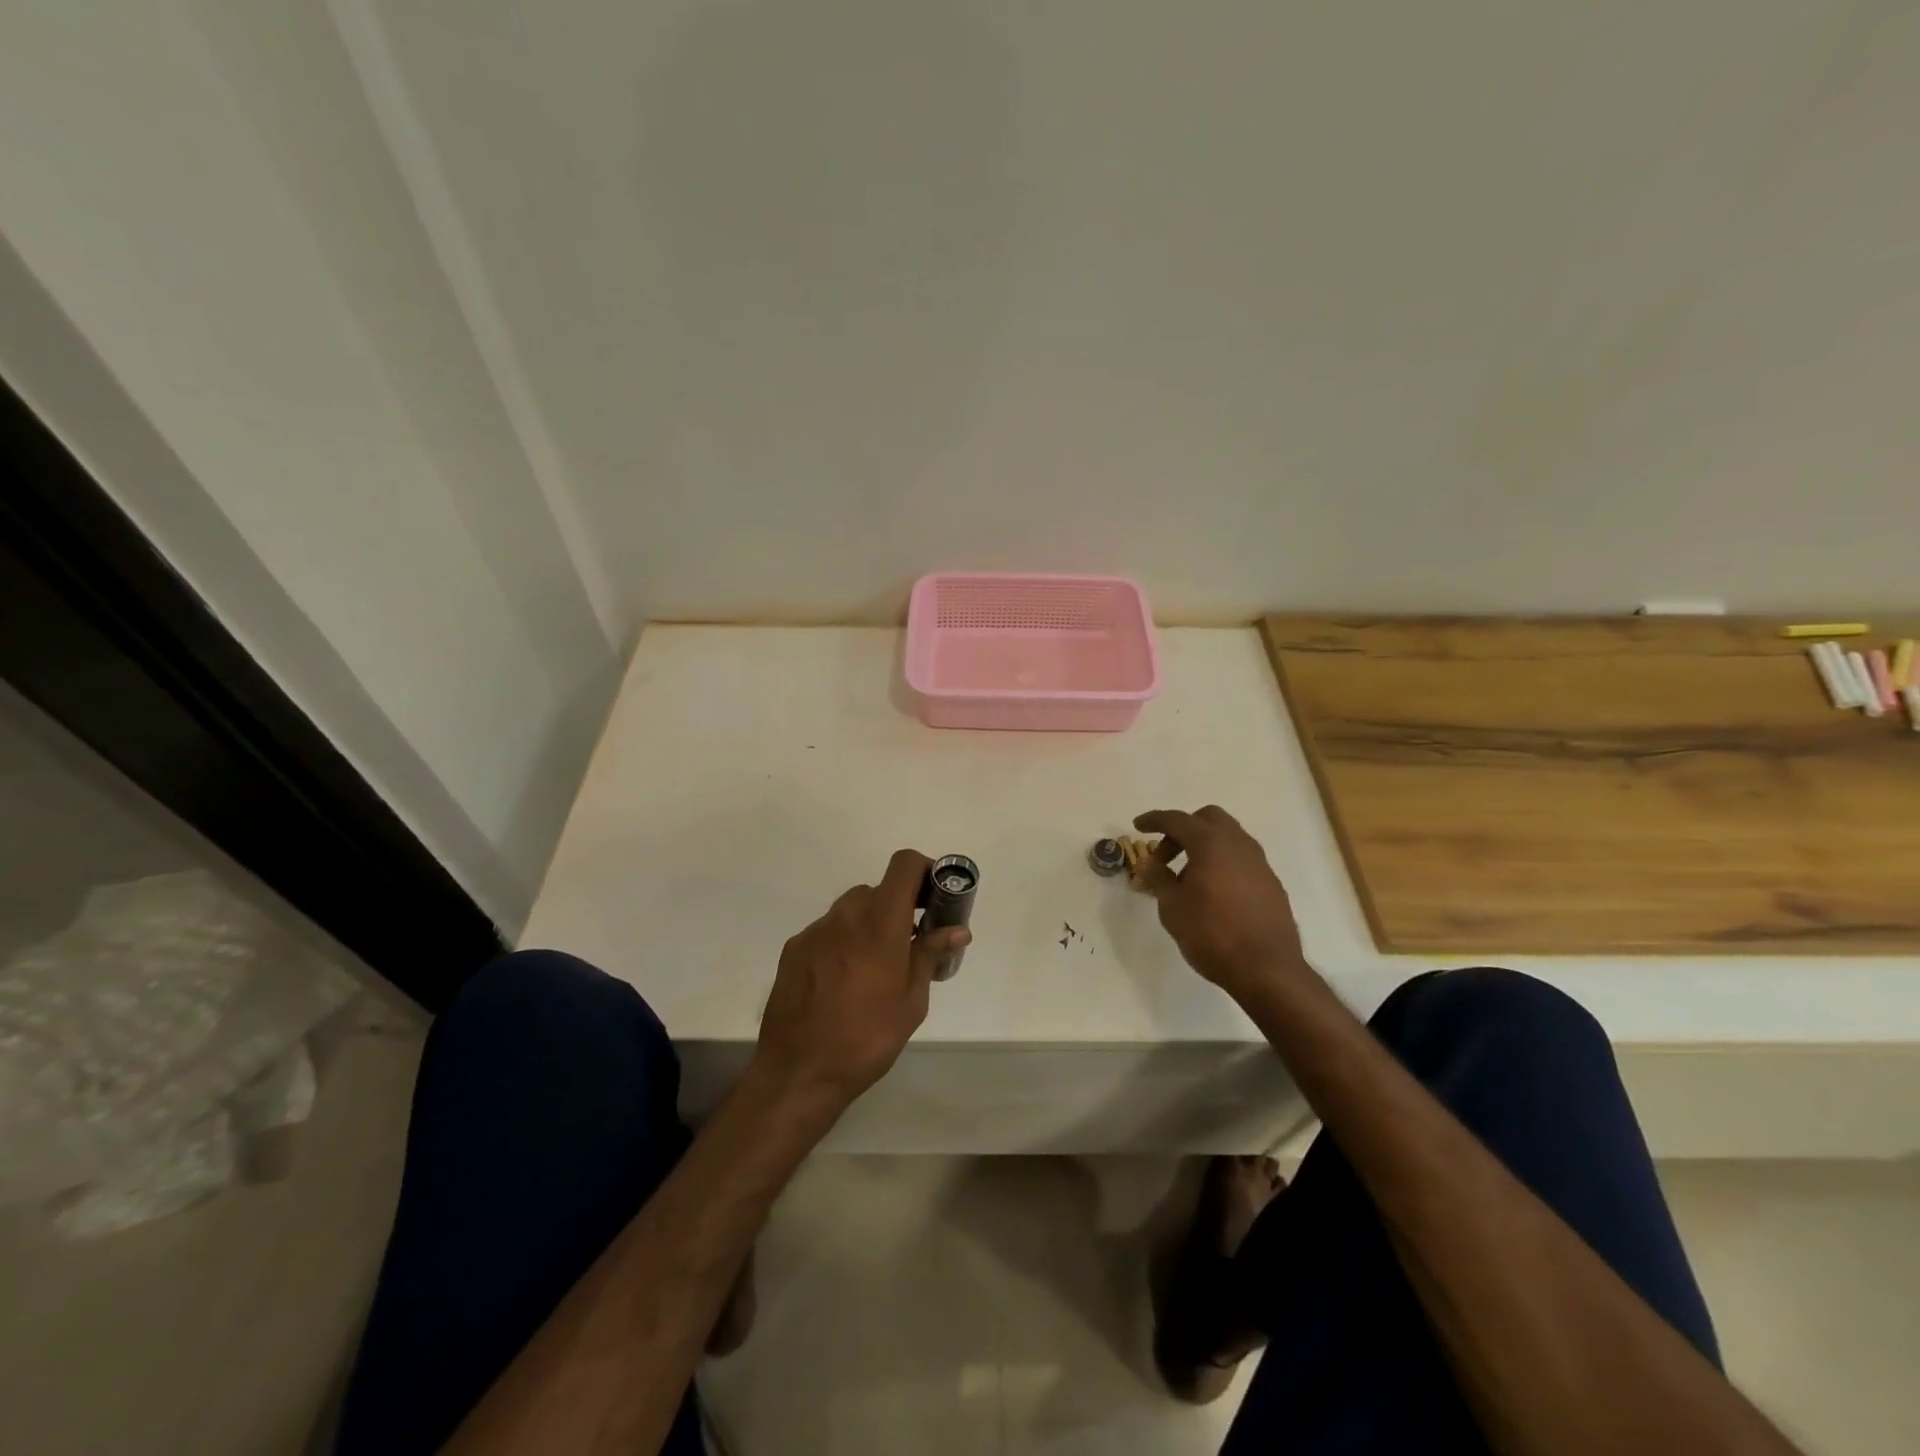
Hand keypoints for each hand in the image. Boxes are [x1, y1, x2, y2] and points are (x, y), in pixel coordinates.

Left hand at [753, 849, 968, 1111]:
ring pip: (850, 909)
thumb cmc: (867, 1038)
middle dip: (898, 906)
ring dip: (870, 923)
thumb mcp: (912, 1001)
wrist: (799, 1072)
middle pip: (878, 889)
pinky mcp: (793, 949)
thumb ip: (930, 955)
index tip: (935, 895)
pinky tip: (844, 981)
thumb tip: (956, 930)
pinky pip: (827, 931)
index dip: (924, 869)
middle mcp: (845, 916)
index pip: (904, 864)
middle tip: (911, 941)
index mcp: (879, 922)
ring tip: (876, 966)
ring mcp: (814, 931)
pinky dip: (843, 941)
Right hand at [1133, 806, 1307, 1002]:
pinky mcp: (1270, 883)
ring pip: (1228, 838)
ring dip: (1203, 847)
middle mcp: (1238, 845)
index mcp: (1211, 844)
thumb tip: (1151, 865)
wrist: (1267, 969)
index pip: (1178, 820)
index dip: (1155, 820)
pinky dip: (1221, 863)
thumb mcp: (1172, 907)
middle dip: (1183, 829)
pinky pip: (1241, 859)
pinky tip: (1212, 893)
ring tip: (1186, 879)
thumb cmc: (1212, 934)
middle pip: (1208, 819)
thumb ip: (1158, 879)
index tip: (1138, 825)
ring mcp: (1259, 863)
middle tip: (1165, 856)